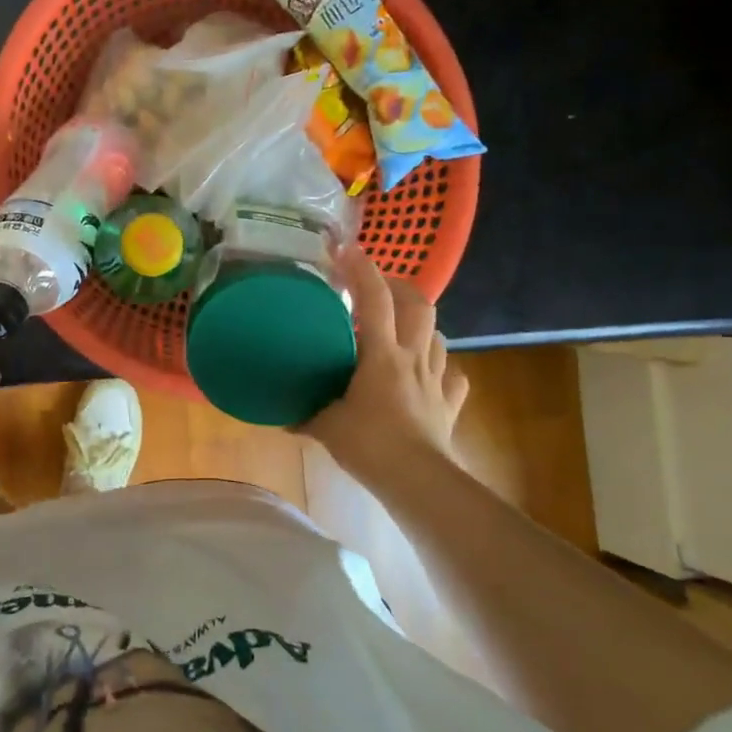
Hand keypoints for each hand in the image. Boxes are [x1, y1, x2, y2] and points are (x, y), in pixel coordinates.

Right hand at [301, 248, 469, 482]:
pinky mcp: (449, 403)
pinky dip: (440, 366)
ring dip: (420, 324)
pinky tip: (428, 372)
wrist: (418, 481)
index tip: (346, 250)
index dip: (361, 270)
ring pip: (438, 336)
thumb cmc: (369, 445)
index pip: (373, 300)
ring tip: (400, 328)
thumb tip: (279, 416)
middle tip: (377, 287)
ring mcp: (436, 379)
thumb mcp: (326, 426)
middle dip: (399, 286)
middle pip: (418, 305)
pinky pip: (452, 375)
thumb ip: (305, 413)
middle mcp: (412, 357)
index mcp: (381, 355)